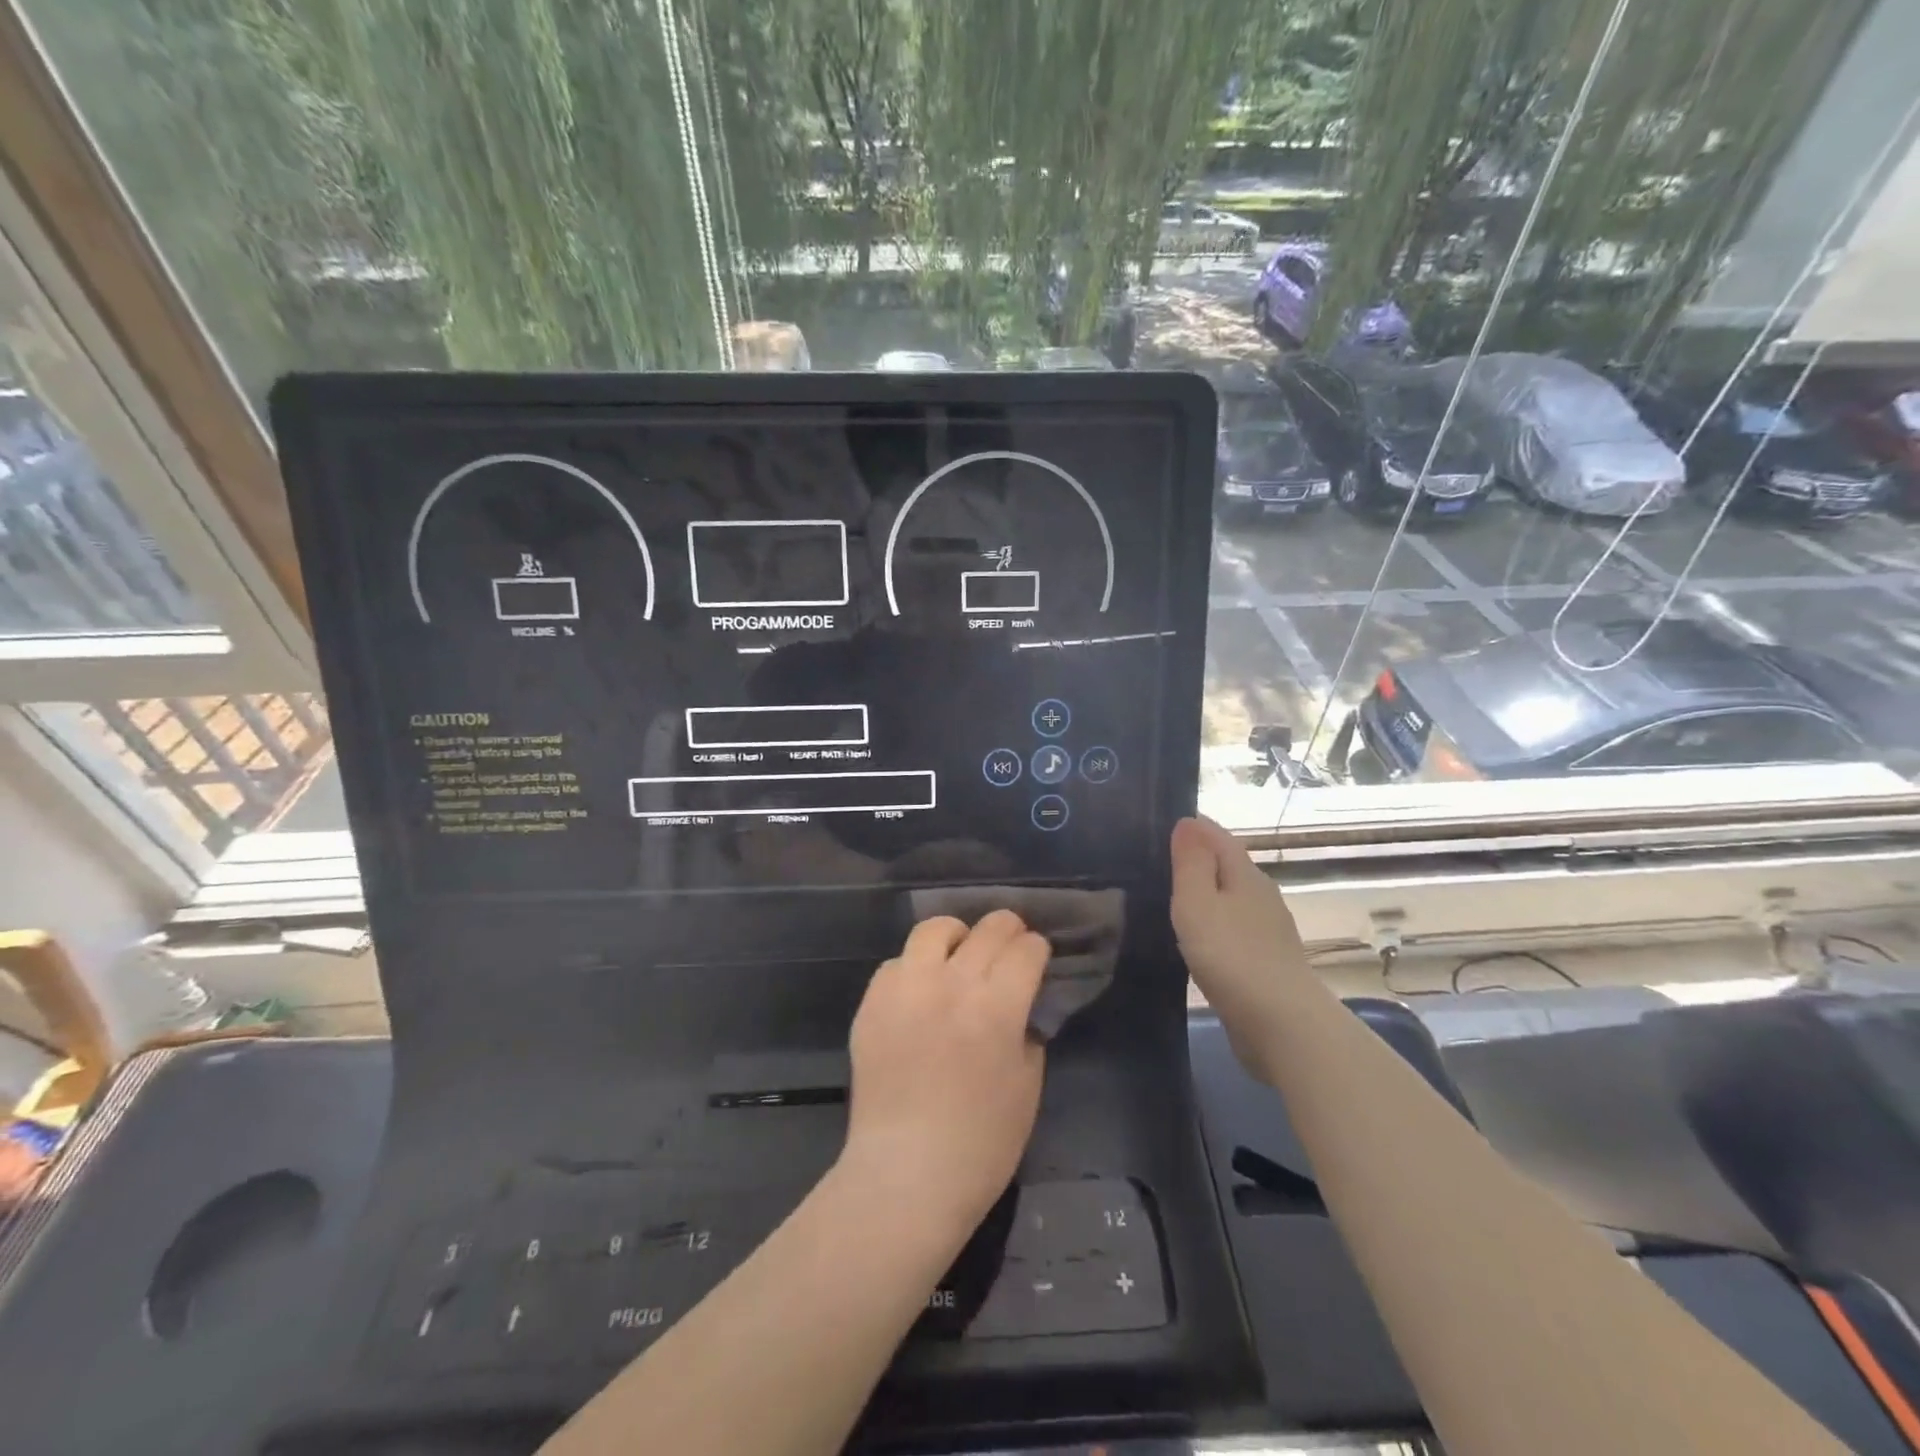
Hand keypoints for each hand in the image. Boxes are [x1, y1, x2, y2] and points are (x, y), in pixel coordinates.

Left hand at [841, 911, 1049, 1238]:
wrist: (906, 1174)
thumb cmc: (981, 1144)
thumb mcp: (1028, 1086)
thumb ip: (1027, 1032)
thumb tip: (1019, 1006)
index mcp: (997, 1006)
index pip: (1027, 949)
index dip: (1037, 950)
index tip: (1036, 959)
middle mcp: (951, 983)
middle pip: (988, 929)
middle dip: (1008, 931)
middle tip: (1009, 949)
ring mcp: (907, 988)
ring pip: (935, 929)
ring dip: (957, 937)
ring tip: (959, 956)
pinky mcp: (873, 1002)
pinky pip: (897, 962)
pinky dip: (915, 968)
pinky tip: (920, 993)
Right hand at [1171, 815, 1311, 1080]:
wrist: (1283, 1026)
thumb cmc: (1232, 956)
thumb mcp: (1197, 903)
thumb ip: (1191, 862)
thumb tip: (1187, 822)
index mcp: (1245, 875)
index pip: (1217, 836)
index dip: (1191, 827)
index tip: (1158, 826)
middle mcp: (1261, 896)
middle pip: (1227, 865)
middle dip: (1196, 859)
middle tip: (1155, 862)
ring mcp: (1267, 931)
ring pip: (1231, 899)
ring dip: (1205, 895)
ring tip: (1168, 899)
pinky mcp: (1266, 962)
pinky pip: (1233, 929)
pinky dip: (1213, 925)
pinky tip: (1195, 939)